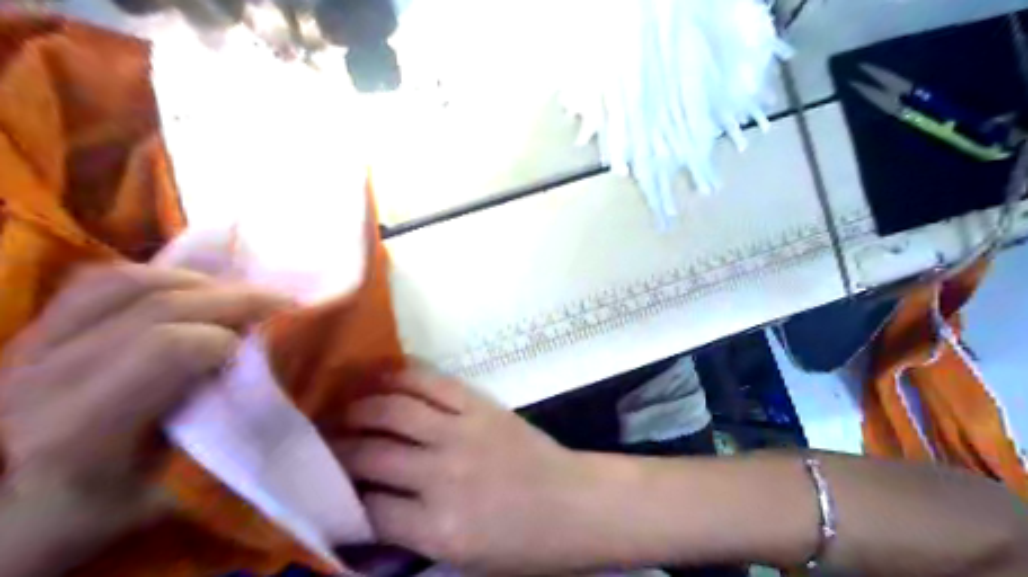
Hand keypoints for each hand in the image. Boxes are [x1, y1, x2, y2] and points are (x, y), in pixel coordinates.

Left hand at [0, 263, 290, 529]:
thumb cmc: (108, 508)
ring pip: (128, 282)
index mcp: (75, 432)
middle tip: (284, 305)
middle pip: (157, 306)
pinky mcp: (36, 329)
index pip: (167, 349)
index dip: (229, 340)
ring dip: (202, 283)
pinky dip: (163, 278)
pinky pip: (104, 280)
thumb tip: (283, 380)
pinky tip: (196, 294)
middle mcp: (40, 379)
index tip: (272, 348)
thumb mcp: (176, 492)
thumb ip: (227, 439)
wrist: (26, 507)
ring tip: (242, 297)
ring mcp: (28, 347)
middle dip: (235, 298)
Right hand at [335, 372, 618, 574]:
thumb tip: (364, 516)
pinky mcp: (479, 406)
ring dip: (360, 408)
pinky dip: (400, 378)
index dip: (337, 498)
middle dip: (336, 450)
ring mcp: (462, 432)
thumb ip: (410, 537)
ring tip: (344, 410)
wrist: (574, 504)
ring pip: (393, 410)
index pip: (365, 509)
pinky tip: (380, 380)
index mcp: (438, 528)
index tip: (322, 488)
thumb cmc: (522, 544)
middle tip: (320, 445)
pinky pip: (430, 383)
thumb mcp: (461, 560)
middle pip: (370, 454)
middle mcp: (442, 475)